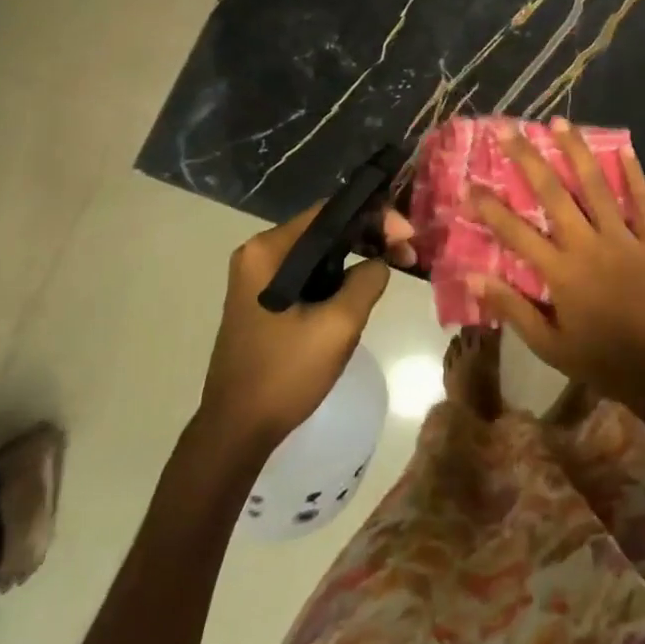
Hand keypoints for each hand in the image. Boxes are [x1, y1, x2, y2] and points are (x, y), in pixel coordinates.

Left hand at [199, 203, 414, 451]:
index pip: (330, 212)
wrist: (236, 431)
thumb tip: (380, 262)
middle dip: (369, 236)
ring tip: (393, 268)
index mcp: (268, 250)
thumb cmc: (285, 374)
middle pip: (325, 229)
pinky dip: (338, 276)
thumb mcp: (339, 325)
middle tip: (407, 255)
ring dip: (356, 257)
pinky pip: (308, 274)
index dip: (374, 216)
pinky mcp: (263, 299)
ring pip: (320, 253)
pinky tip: (361, 290)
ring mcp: (258, 277)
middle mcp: (259, 254)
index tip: (407, 237)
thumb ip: (367, 280)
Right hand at [469, 121, 644, 412]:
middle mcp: (588, 245)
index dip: (490, 207)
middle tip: (510, 129)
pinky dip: (634, 175)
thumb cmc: (598, 358)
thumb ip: (512, 307)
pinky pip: (642, 202)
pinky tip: (625, 148)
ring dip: (577, 152)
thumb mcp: (548, 344)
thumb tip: (472, 276)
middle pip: (554, 194)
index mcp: (561, 272)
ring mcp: (622, 238)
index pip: (516, 232)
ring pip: (597, 186)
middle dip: (528, 159)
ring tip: (560, 122)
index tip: (469, 183)